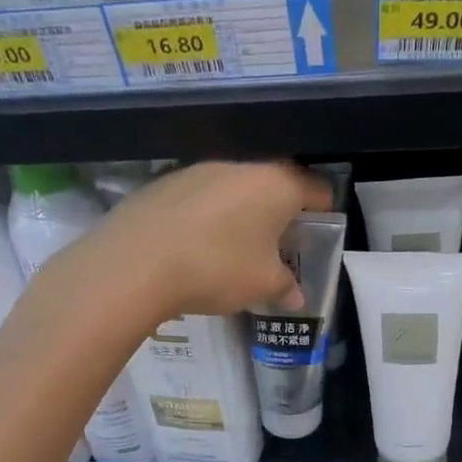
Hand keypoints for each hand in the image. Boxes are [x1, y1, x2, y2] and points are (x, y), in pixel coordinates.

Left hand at [77, 160, 331, 319]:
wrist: (135, 262)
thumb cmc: (216, 268)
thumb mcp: (262, 286)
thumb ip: (285, 287)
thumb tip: (295, 295)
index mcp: (277, 184)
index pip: (318, 189)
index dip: (325, 213)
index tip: (320, 236)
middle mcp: (241, 165)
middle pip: (275, 184)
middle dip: (282, 213)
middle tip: (279, 246)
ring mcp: (199, 169)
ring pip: (236, 188)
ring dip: (243, 213)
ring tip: (235, 249)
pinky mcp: (165, 181)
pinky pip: (201, 197)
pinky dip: (208, 216)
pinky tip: (196, 246)